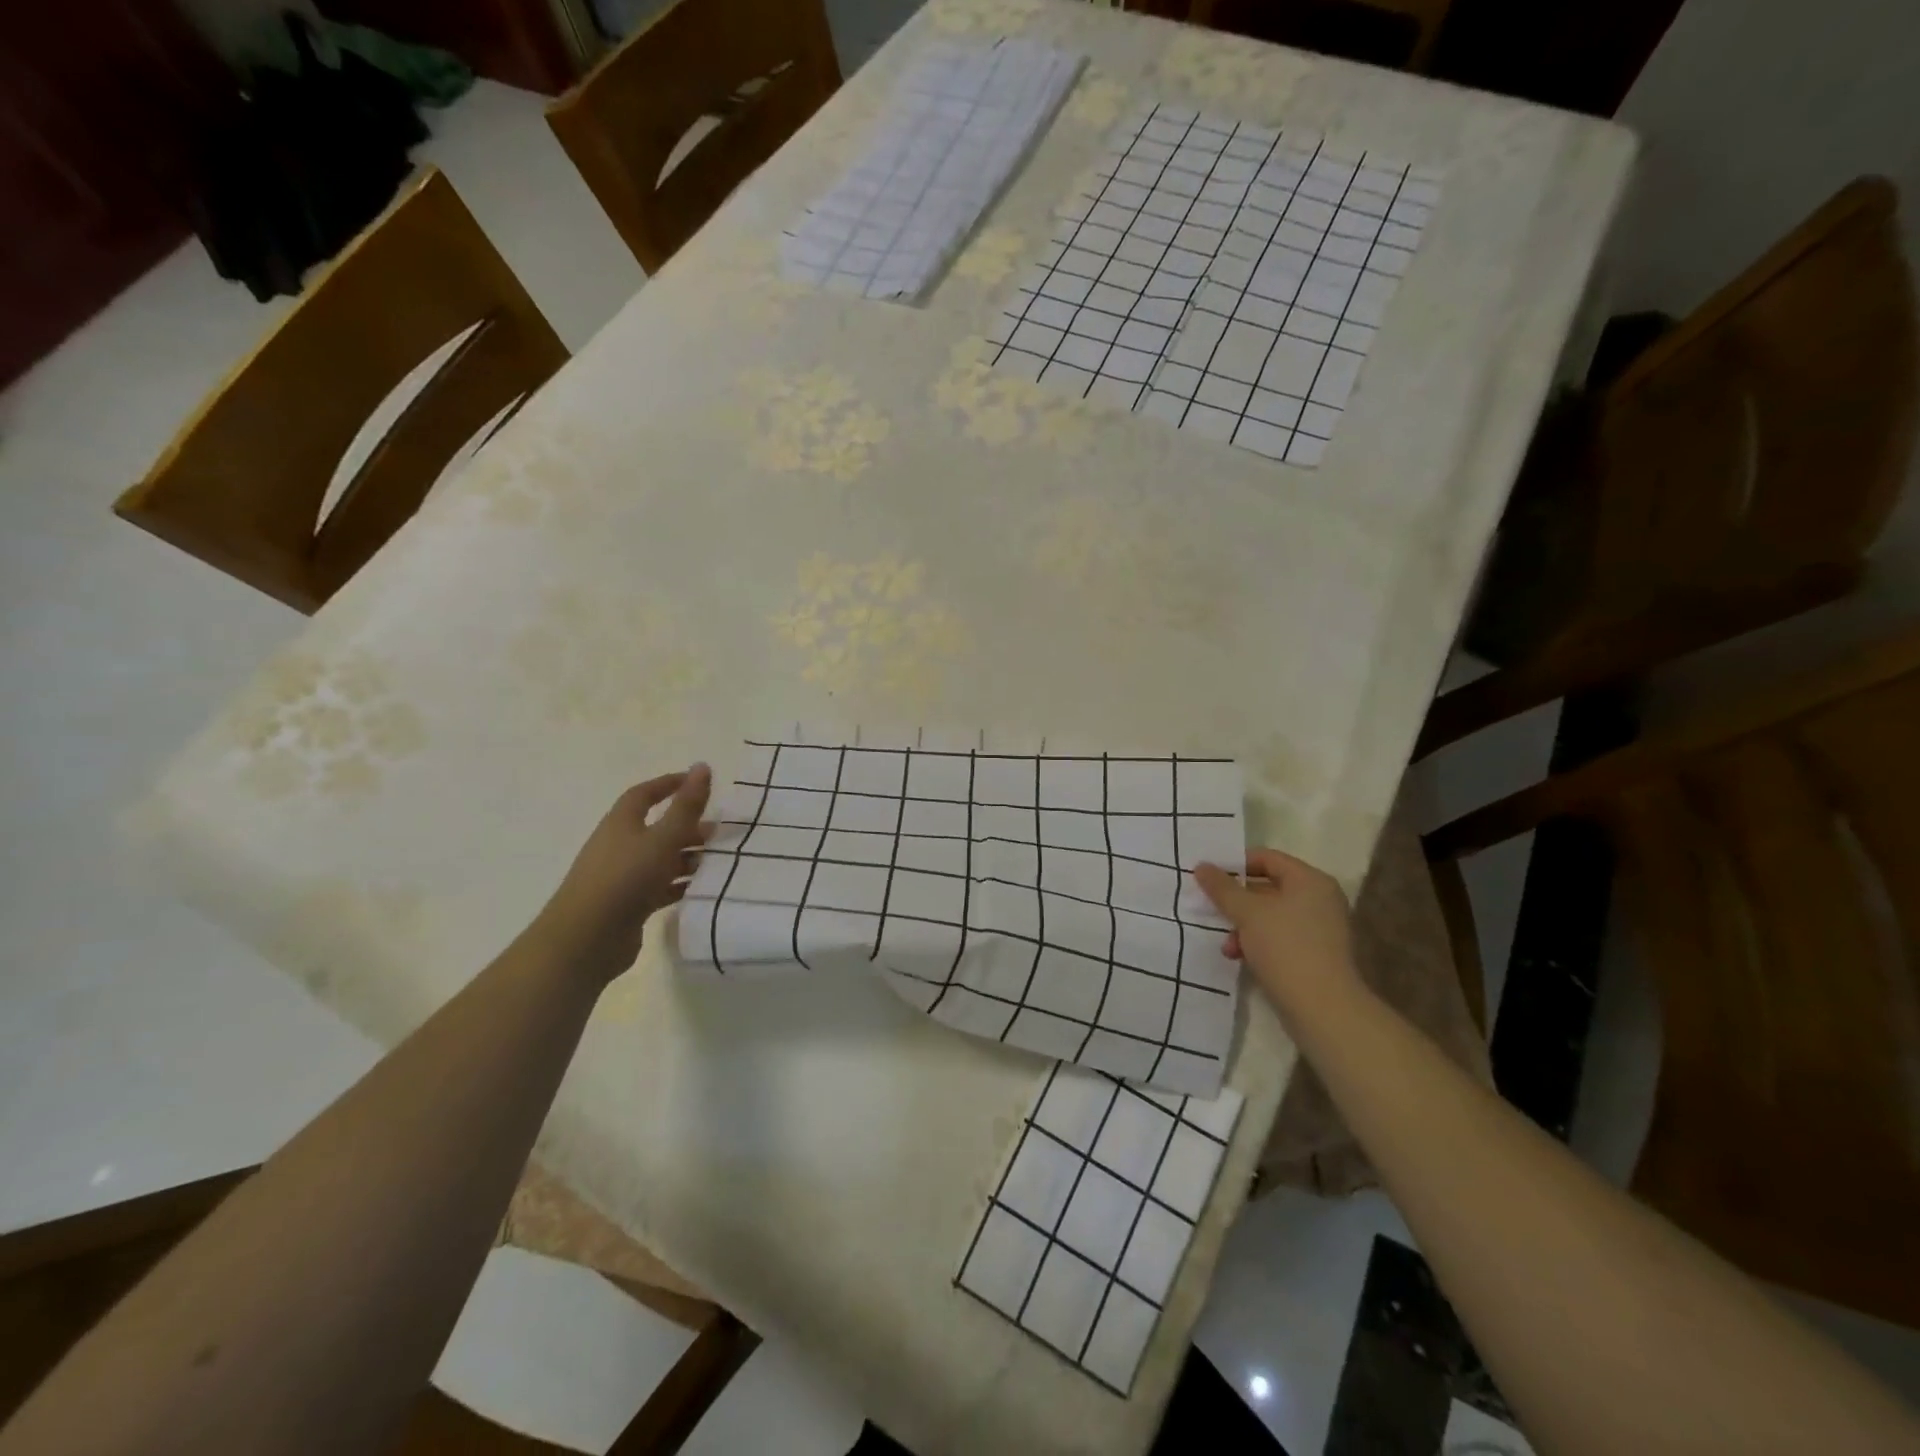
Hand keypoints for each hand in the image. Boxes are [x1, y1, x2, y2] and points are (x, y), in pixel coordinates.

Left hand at [533, 765, 713, 985]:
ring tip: (717, 860)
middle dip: (687, 826)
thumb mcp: (663, 838)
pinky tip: (701, 888)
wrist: (586, 940)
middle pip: (656, 827)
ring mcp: (622, 876)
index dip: (670, 784)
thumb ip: (686, 806)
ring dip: (687, 856)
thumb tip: (702, 766)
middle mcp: (619, 845)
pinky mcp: (628, 904)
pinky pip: (660, 886)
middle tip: (719, 830)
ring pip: (660, 858)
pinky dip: (679, 884)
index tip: (698, 780)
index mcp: (621, 823)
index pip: (645, 794)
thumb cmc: (625, 879)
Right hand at [1193, 847, 1358, 1014]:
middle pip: (1268, 888)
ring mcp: (1319, 929)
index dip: (1236, 864)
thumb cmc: (1285, 948)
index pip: (1267, 858)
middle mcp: (1319, 899)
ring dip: (1243, 926)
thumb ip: (1222, 887)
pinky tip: (1239, 957)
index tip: (1208, 877)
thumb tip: (1202, 865)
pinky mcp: (1315, 955)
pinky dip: (1257, 942)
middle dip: (1236, 901)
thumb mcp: (1247, 913)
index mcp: (1310, 881)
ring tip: (1226, 943)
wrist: (1323, 1008)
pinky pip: (1279, 937)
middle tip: (1210, 908)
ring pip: (1270, 915)